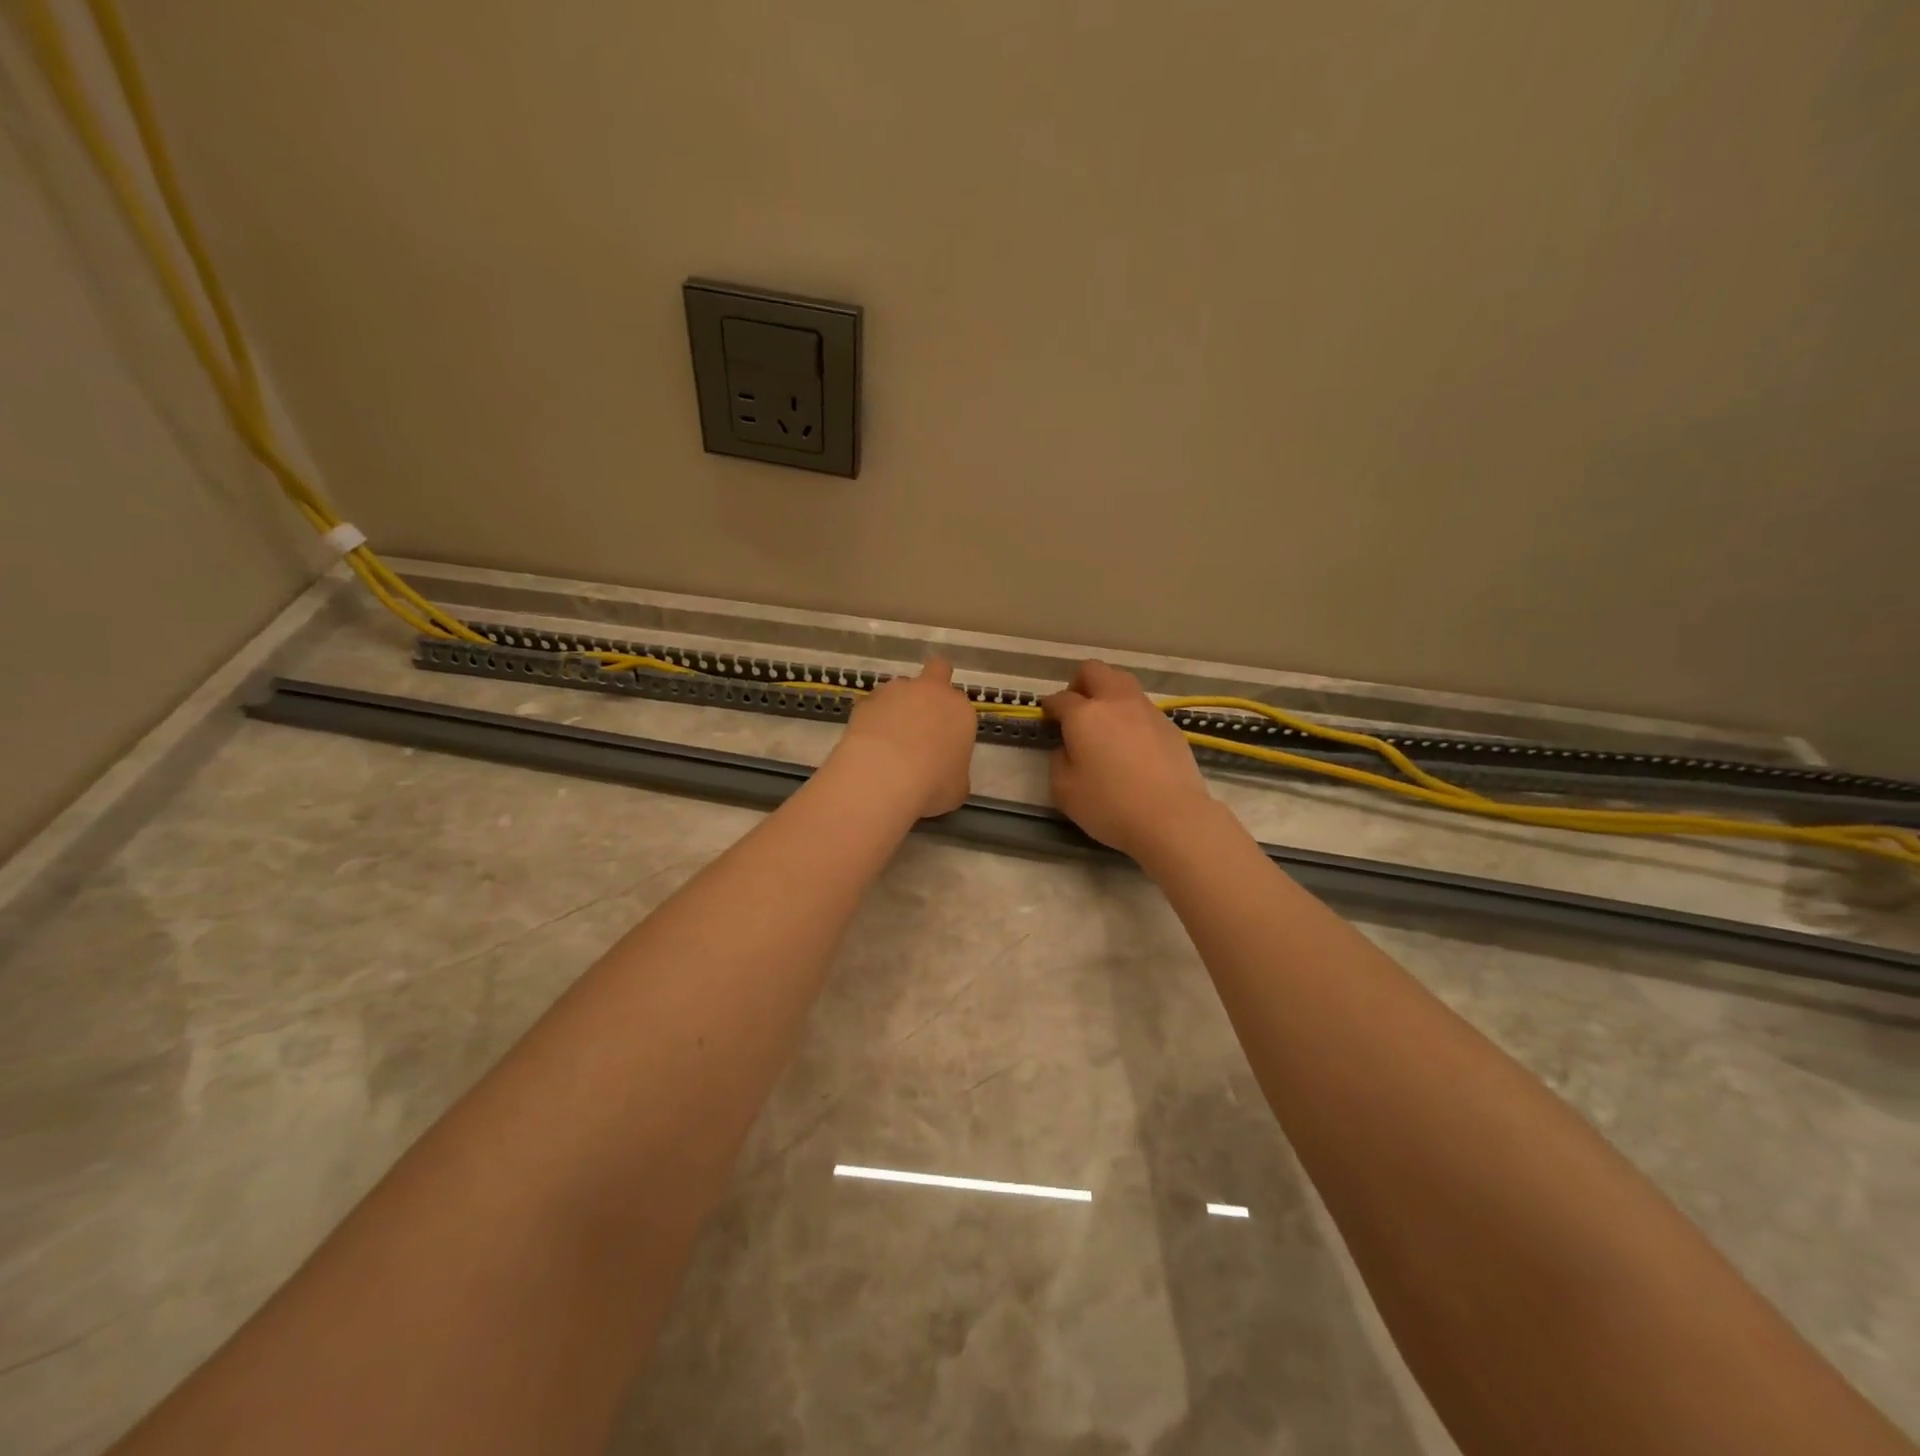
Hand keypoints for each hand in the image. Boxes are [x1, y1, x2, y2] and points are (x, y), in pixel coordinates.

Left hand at [834, 658, 975, 817]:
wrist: (884, 776)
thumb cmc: (932, 784)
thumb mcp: (957, 787)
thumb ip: (954, 770)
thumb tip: (944, 771)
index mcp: (960, 711)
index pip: (960, 707)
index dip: (952, 723)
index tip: (944, 745)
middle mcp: (931, 691)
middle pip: (937, 671)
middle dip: (932, 686)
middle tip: (921, 719)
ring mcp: (896, 691)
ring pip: (900, 689)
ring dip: (897, 706)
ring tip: (887, 740)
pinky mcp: (865, 700)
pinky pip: (873, 706)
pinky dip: (872, 719)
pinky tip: (868, 744)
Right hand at [1042, 660, 1215, 861]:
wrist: (1172, 818)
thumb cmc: (1110, 805)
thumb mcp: (1064, 790)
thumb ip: (1059, 761)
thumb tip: (1067, 748)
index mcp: (1084, 715)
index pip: (1060, 698)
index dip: (1049, 706)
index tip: (1047, 717)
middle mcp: (1115, 702)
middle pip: (1095, 670)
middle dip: (1080, 682)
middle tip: (1075, 708)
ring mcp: (1147, 711)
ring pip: (1123, 683)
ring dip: (1108, 694)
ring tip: (1105, 724)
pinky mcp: (1170, 726)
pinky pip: (1143, 708)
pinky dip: (1131, 716)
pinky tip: (1131, 744)